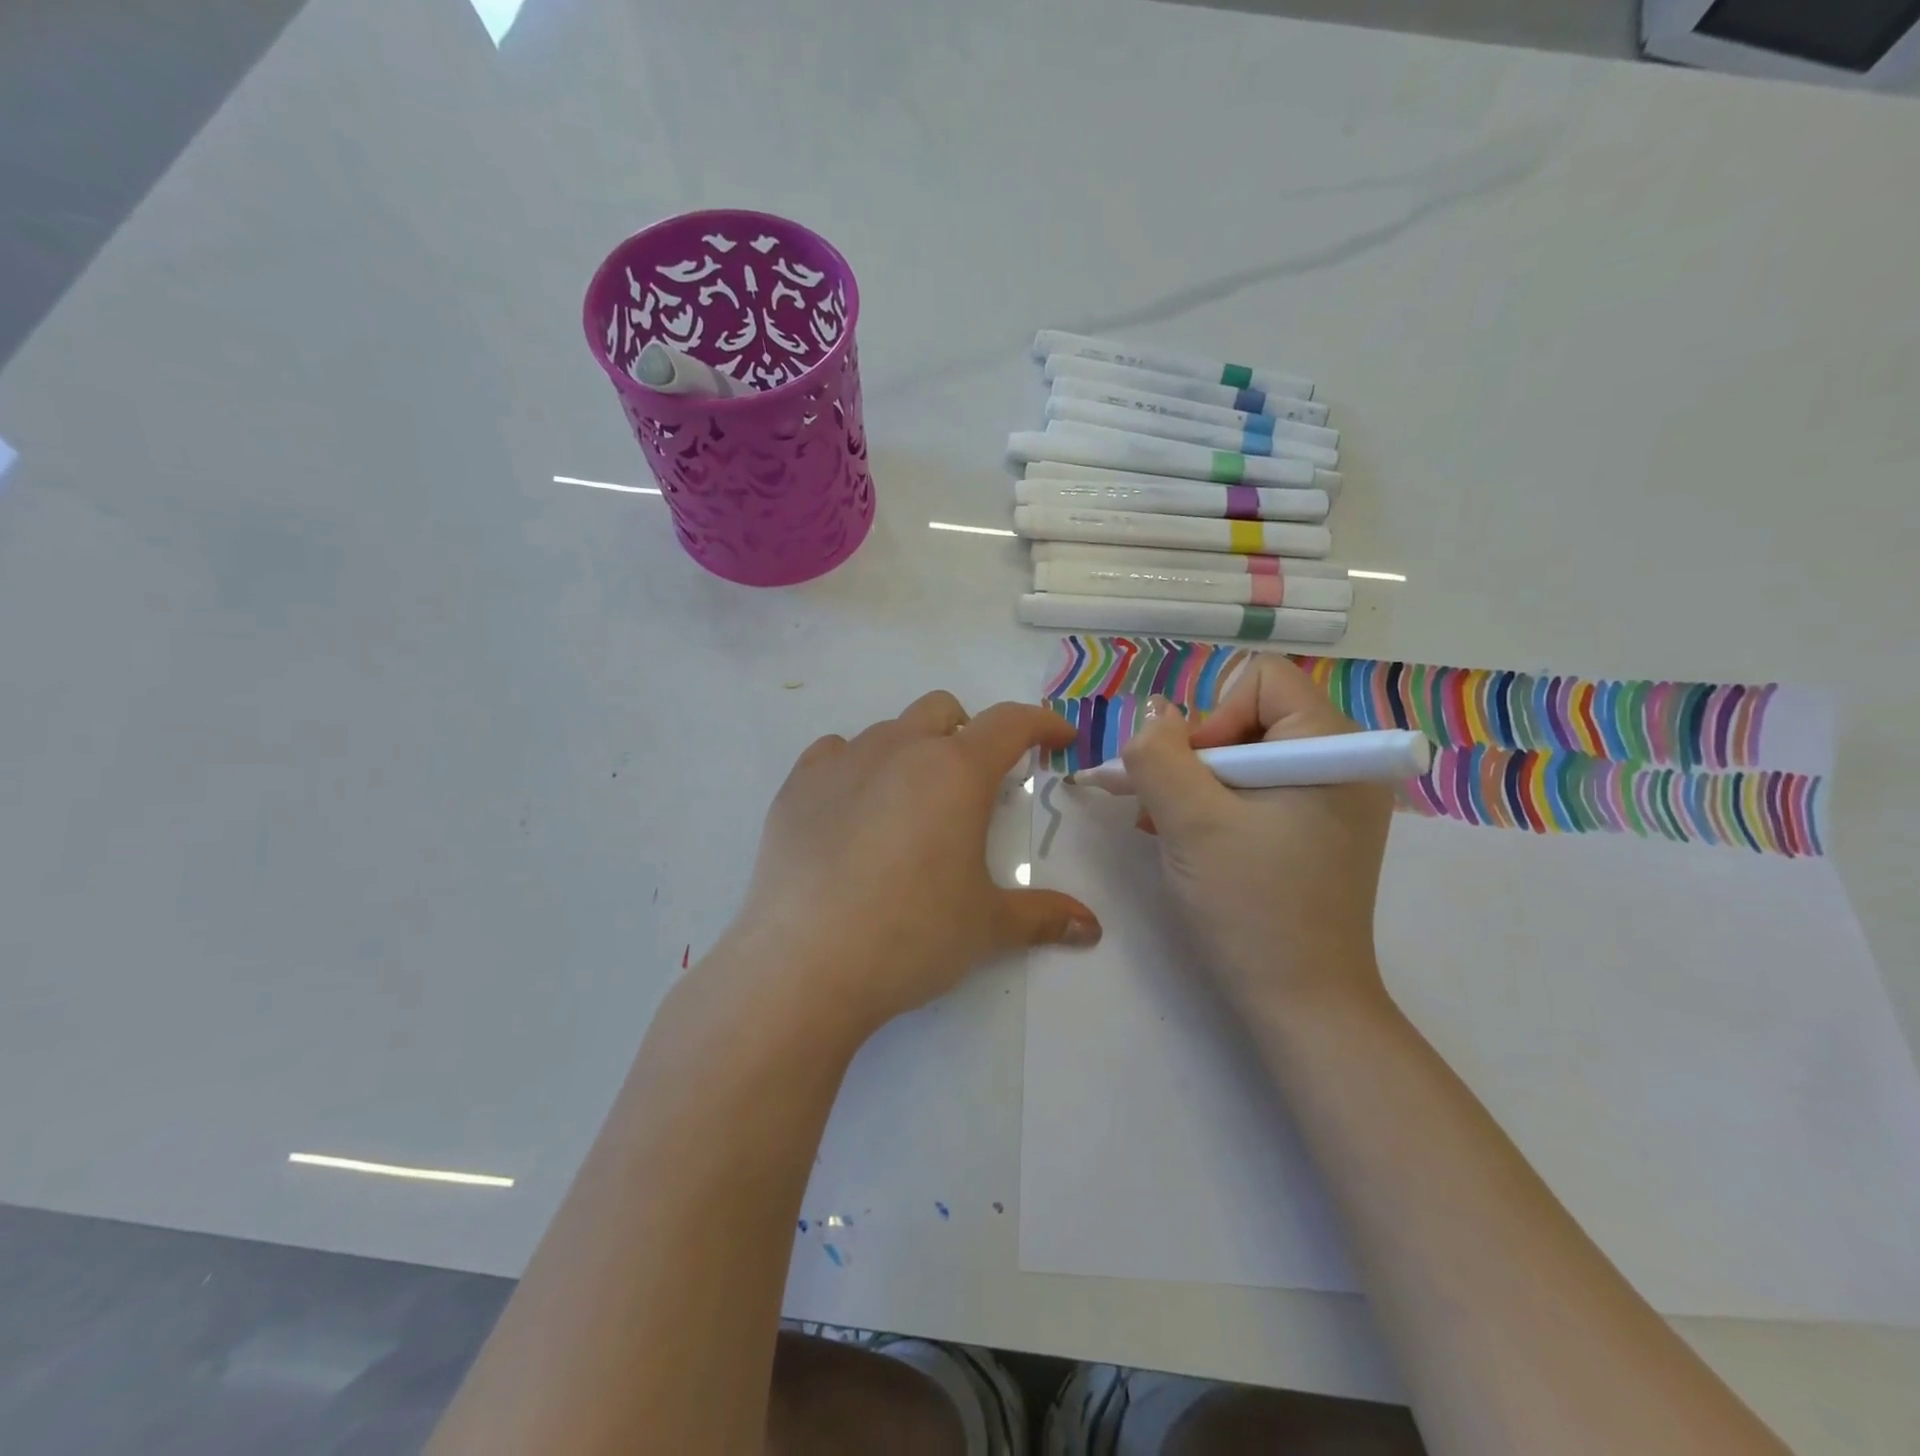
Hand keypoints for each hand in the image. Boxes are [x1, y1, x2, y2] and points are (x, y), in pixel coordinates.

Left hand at [724, 691, 1101, 1040]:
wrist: (803, 964)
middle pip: (942, 710)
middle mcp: (899, 749)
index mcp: (955, 771)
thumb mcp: (987, 927)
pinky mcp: (797, 786)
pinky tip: (854, 812)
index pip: (1009, 723)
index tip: (1057, 738)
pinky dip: (856, 768)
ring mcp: (842, 762)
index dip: (1042, 724)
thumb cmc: (911, 936)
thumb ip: (1043, 917)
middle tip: (974, 783)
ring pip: (888, 730)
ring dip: (911, 752)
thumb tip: (1091, 928)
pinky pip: (835, 753)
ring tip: (910, 808)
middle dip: (969, 732)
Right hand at [1119, 656, 1391, 1018]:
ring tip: (1164, 824)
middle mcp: (1343, 763)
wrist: (1300, 1003)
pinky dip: (1214, 804)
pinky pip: (1254, 789)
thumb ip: (1159, 754)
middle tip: (1164, 805)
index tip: (1191, 777)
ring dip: (1196, 782)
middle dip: (1196, 755)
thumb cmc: (1251, 907)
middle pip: (1250, 716)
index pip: (1261, 682)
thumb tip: (1152, 715)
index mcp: (1334, 748)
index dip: (1212, 717)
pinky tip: (1187, 837)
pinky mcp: (1315, 830)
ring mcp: (1331, 799)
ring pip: (1244, 754)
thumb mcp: (1190, 821)